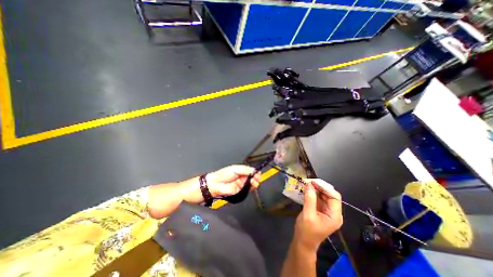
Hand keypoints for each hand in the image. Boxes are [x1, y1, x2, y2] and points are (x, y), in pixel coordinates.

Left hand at [207, 166, 263, 198]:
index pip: (251, 170)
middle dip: (256, 177)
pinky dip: (251, 187)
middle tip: (257, 177)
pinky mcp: (241, 190)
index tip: (258, 172)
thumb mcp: (236, 169)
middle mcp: (242, 177)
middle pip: (252, 177)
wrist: (217, 185)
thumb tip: (254, 170)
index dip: (255, 171)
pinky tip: (251, 185)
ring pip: (251, 183)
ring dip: (254, 182)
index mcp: (241, 170)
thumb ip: (246, 169)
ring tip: (254, 181)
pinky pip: (248, 189)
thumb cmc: (224, 175)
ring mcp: (242, 184)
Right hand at [292, 179, 343, 251]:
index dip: (325, 187)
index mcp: (334, 215)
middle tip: (307, 181)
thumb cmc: (306, 232)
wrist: (303, 242)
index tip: (312, 181)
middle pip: (330, 194)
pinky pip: (318, 197)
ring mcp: (327, 210)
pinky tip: (306, 188)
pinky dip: (313, 191)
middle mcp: (333, 211)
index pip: (334, 196)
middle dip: (319, 186)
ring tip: (306, 183)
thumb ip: (309, 199)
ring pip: (324, 194)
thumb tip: (309, 184)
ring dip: (315, 187)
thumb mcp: (308, 215)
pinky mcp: (320, 208)